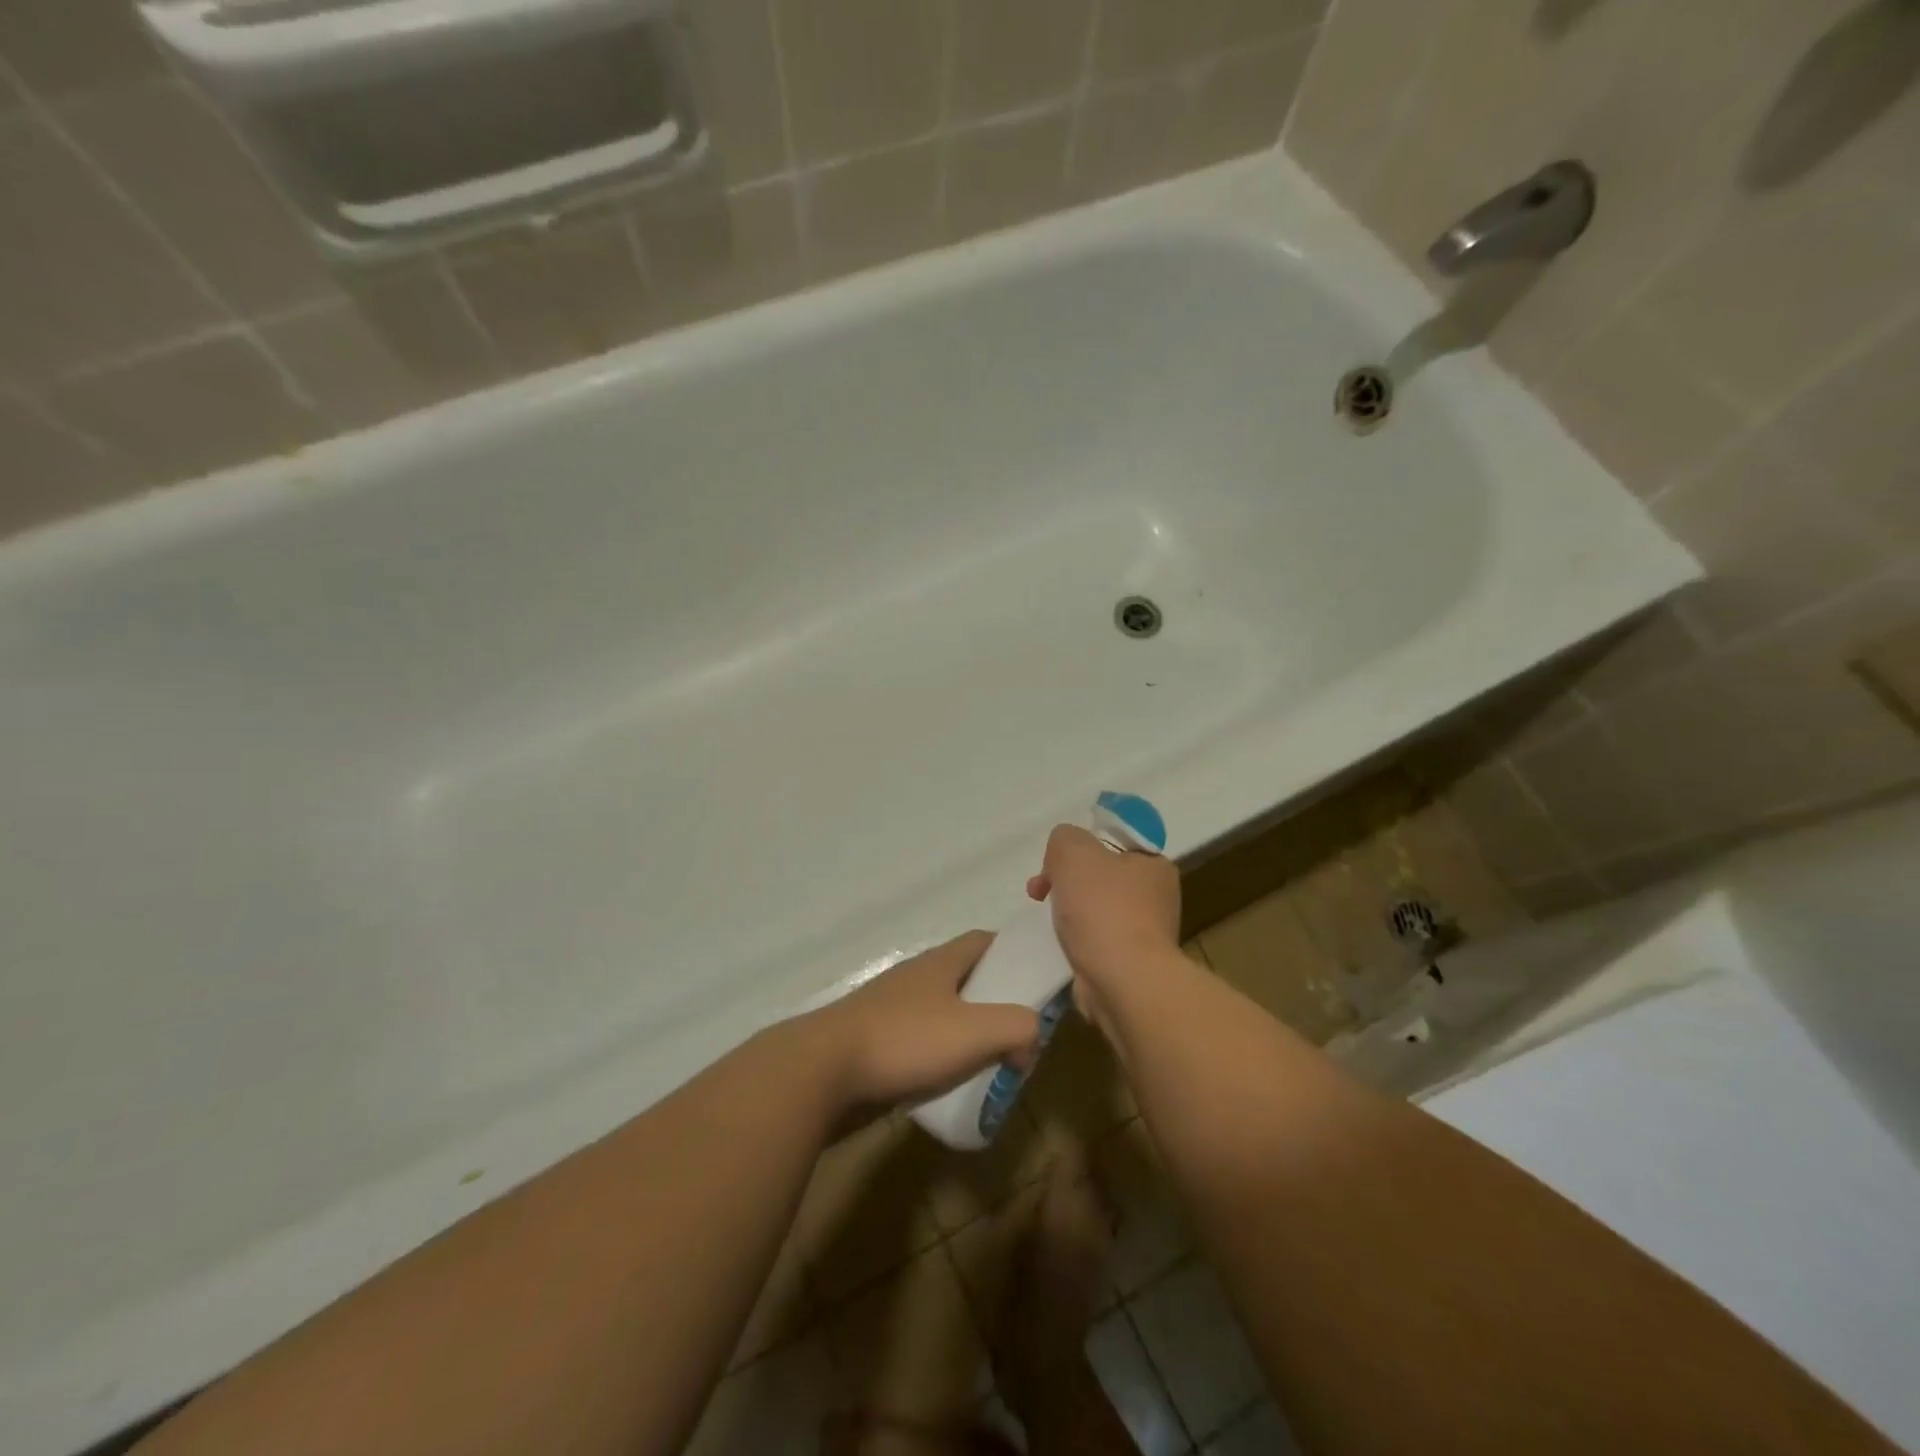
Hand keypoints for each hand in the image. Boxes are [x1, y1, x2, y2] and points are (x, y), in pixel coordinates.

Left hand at [809, 931, 1040, 1109]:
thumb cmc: (904, 1041)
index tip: (1035, 980)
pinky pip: (919, 1043)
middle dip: (994, 1002)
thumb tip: (1030, 1039)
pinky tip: (947, 1085)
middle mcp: (916, 978)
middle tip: (1019, 1033)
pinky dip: (939, 1058)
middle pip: (965, 979)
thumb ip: (1017, 1027)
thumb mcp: (975, 1031)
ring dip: (966, 1034)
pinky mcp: (875, 1042)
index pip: (984, 941)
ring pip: (942, 1013)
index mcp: (940, 963)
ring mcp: (891, 1009)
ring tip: (989, 1064)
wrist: (823, 1071)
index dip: (1012, 954)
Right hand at [1025, 825, 1181, 1025]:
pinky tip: (1062, 946)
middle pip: (1101, 876)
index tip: (1055, 863)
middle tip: (1039, 890)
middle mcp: (1157, 897)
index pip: (1113, 844)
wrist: (1124, 982)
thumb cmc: (1103, 909)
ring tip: (1047, 921)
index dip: (1079, 847)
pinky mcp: (1132, 964)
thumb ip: (1064, 838)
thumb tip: (1063, 854)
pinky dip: (1078, 942)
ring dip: (1069, 912)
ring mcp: (1147, 934)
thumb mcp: (1074, 851)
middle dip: (1066, 880)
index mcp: (1154, 864)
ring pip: (1097, 910)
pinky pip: (1097, 941)